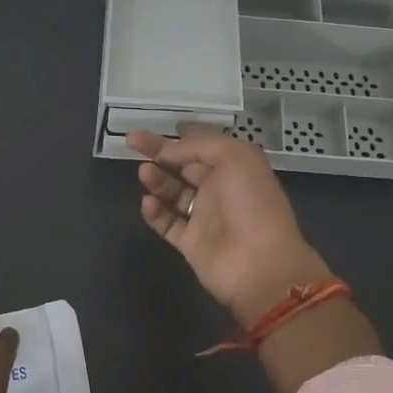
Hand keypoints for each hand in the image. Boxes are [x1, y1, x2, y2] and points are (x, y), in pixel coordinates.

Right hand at [129, 126, 380, 392]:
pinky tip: (148, 203)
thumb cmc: (252, 204)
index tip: (156, 127)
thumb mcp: (234, 157)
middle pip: (183, 166)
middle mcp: (219, 189)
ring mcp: (204, 217)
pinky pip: (167, 223)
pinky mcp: (191, 243)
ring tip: (144, 173)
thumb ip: (200, 145)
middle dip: (159, 152)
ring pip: (172, 192)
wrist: (260, 265)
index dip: (180, 136)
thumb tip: (170, 148)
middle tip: (132, 141)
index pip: (202, 145)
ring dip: (157, 180)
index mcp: (235, 166)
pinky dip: (155, 212)